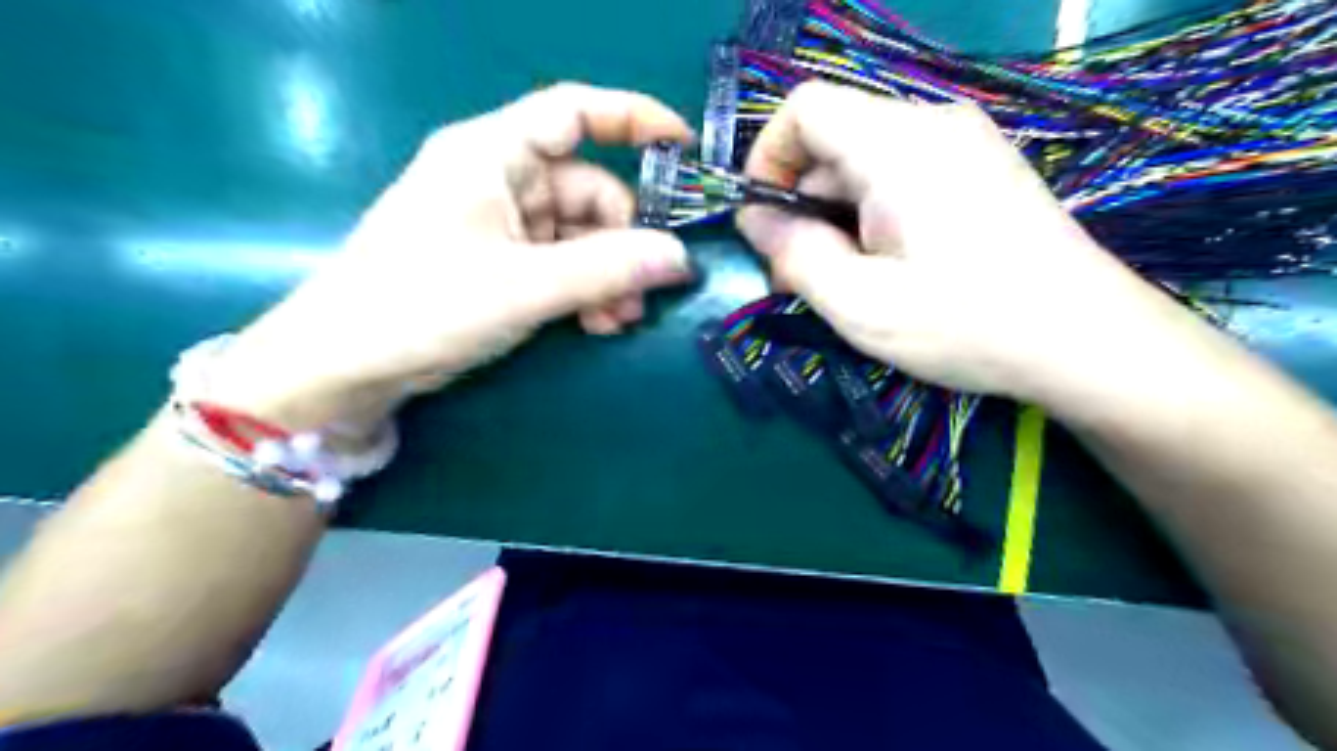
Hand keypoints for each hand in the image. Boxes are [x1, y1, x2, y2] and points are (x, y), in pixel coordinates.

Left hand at [210, 81, 689, 430]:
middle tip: (644, 293)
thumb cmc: (423, 305)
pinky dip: (585, 290)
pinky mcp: (498, 262)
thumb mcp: (524, 286)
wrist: (346, 364)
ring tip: (619, 320)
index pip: (574, 111)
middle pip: (588, 190)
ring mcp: (499, 223)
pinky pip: (561, 264)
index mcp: (492, 154)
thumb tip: (681, 258)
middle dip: (623, 242)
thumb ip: (607, 269)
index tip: (684, 147)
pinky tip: (597, 324)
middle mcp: (499, 179)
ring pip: (580, 235)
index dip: (634, 119)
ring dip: (608, 275)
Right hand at [736, 79, 1183, 403]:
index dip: (767, 157)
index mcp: (898, 145)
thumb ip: (793, 254)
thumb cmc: (967, 324)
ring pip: (864, 164)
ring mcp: (962, 145)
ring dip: (836, 218)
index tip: (762, 221)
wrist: (1086, 340)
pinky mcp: (979, 170)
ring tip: (843, 283)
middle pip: (833, 141)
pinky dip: (873, 216)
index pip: (805, 108)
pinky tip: (885, 269)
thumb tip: (754, 219)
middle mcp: (932, 125)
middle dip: (801, 204)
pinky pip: (900, 176)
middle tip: (798, 276)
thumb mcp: (859, 303)